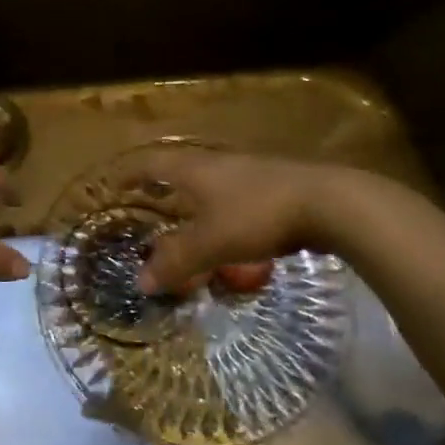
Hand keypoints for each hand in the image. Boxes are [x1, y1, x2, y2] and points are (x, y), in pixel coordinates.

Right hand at [125, 150, 353, 294]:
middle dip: (160, 183)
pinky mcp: (275, 184)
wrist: (330, 203)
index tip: (114, 184)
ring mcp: (249, 170)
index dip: (129, 173)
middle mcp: (218, 162)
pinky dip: (219, 208)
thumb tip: (140, 282)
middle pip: (180, 167)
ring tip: (183, 217)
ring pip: (209, 180)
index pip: (150, 163)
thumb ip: (174, 262)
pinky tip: (228, 227)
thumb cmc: (257, 215)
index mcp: (194, 169)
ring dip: (192, 196)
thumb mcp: (209, 244)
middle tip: (145, 199)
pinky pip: (234, 193)